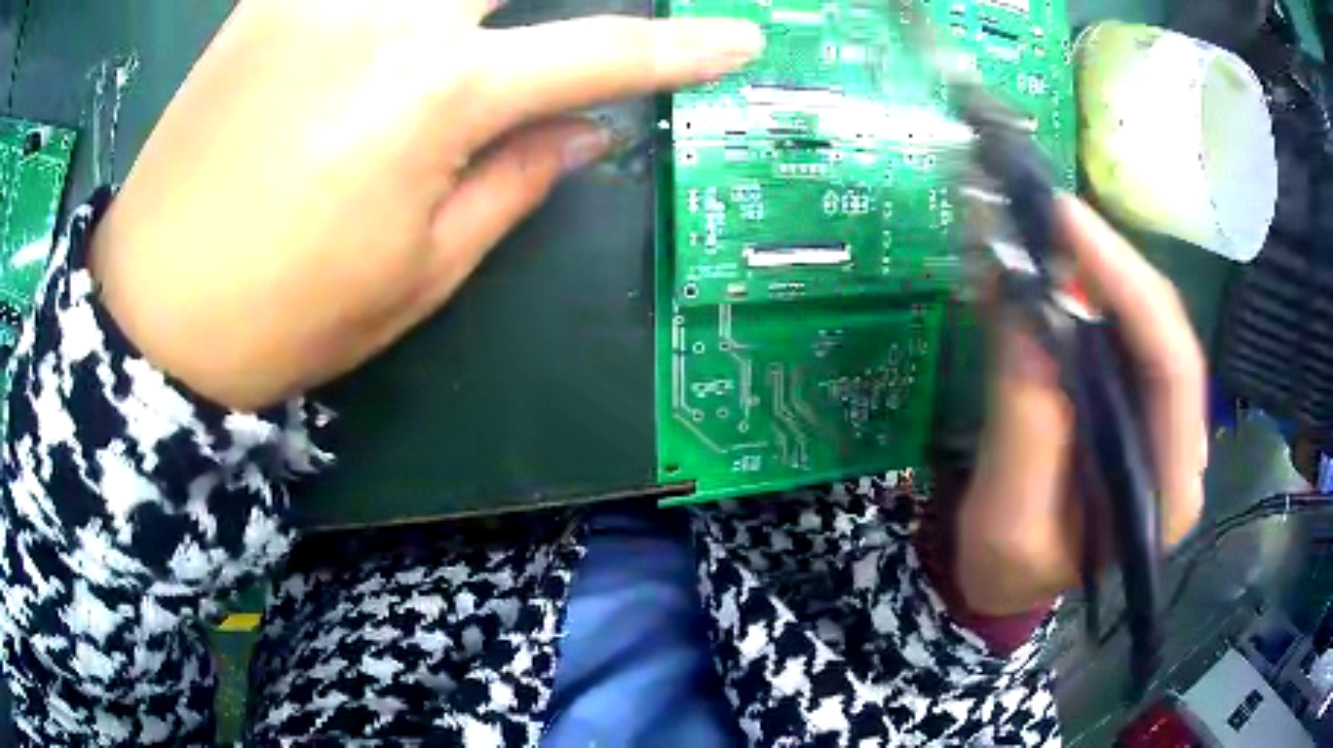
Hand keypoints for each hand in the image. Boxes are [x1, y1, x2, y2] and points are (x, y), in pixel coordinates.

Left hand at [91, 1, 762, 409]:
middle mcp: (387, 15)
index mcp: (437, 96)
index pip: (597, 55)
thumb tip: (581, 125)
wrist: (153, 315)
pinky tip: (402, 21)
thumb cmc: (284, 319)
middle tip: (592, 14)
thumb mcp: (418, 274)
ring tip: (479, 29)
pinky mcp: (263, 0)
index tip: (739, 43)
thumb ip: (514, 181)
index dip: (678, 52)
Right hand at [955, 197, 1206, 614]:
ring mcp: (1159, 418)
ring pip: (1144, 319)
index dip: (1129, 288)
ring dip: (1096, 267)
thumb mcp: (1008, 521)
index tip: (1067, 227)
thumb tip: (1021, 303)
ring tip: (1043, 230)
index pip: (1174, 371)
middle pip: (1165, 330)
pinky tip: (1049, 266)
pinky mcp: (1134, 399)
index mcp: (1166, 493)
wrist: (1006, 579)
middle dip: (1111, 264)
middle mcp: (1179, 445)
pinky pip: (1119, 327)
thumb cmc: (1008, 570)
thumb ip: (1026, 423)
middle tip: (1048, 214)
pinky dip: (1082, 288)